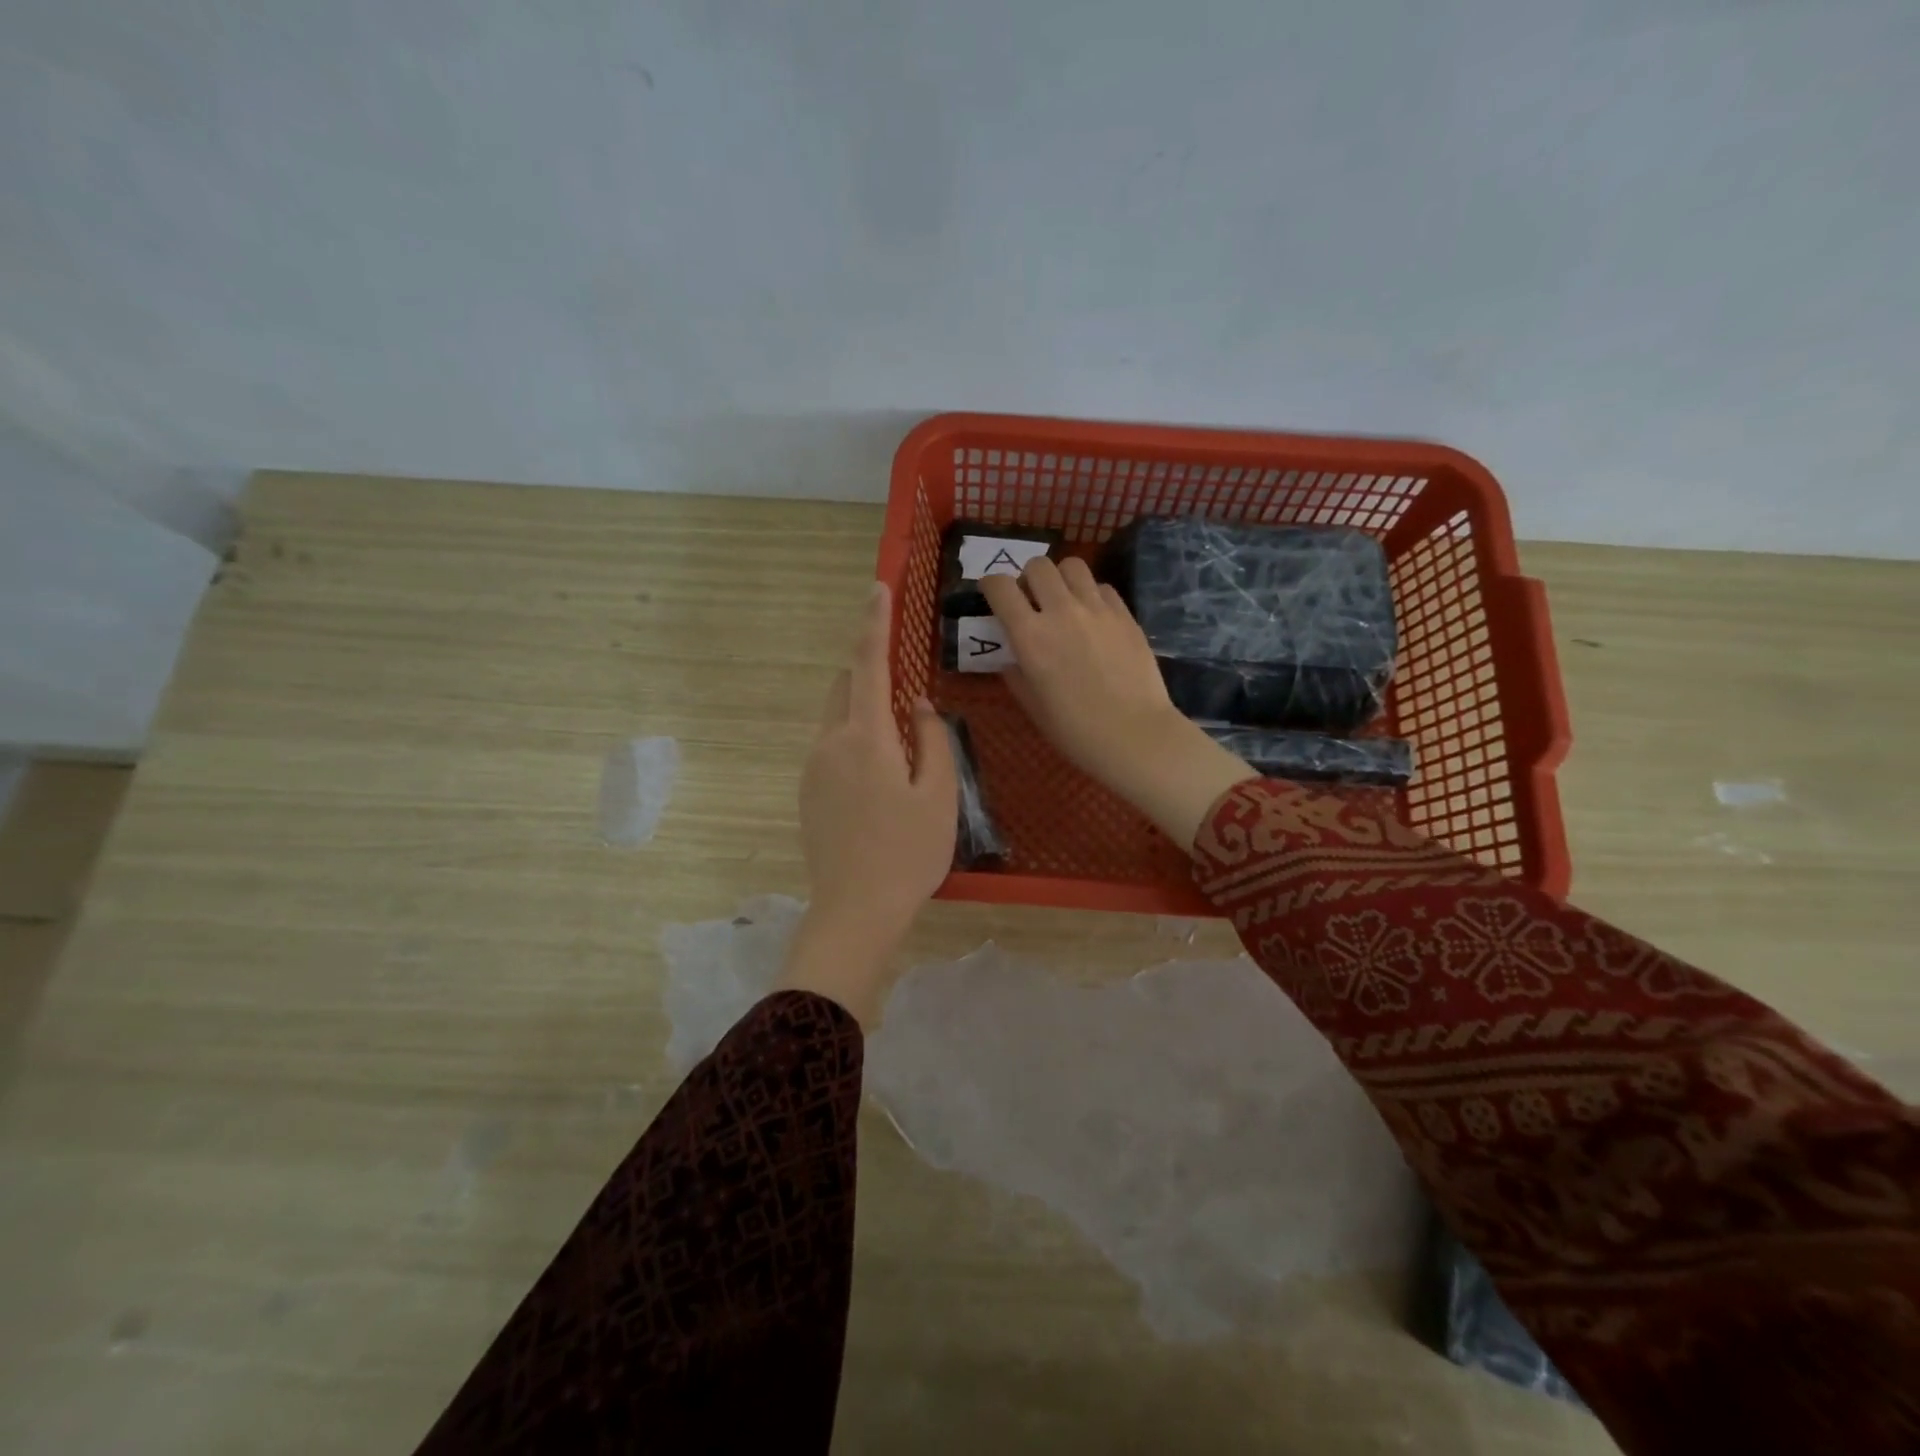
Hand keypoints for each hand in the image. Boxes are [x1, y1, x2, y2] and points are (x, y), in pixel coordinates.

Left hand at [776, 582, 955, 1026]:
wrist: (855, 911)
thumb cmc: (908, 853)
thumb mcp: (939, 794)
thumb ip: (932, 739)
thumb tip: (918, 705)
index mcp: (865, 737)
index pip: (867, 665)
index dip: (872, 623)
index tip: (876, 588)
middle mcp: (829, 743)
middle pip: (845, 688)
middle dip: (870, 674)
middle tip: (906, 694)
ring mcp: (812, 769)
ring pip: (837, 719)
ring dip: (864, 712)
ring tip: (901, 749)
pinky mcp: (807, 793)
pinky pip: (831, 748)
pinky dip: (855, 742)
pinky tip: (880, 782)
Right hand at [979, 559, 1253, 851]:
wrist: (1135, 735)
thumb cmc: (1076, 731)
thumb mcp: (1034, 708)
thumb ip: (1017, 675)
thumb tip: (1012, 658)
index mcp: (1030, 636)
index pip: (1000, 587)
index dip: (990, 585)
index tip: (991, 595)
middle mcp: (1061, 612)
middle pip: (1038, 565)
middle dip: (1027, 577)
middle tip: (1031, 600)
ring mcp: (1097, 609)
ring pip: (1073, 566)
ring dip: (1061, 578)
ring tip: (1063, 600)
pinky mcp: (1125, 614)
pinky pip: (1102, 587)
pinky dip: (1091, 594)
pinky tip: (1093, 617)